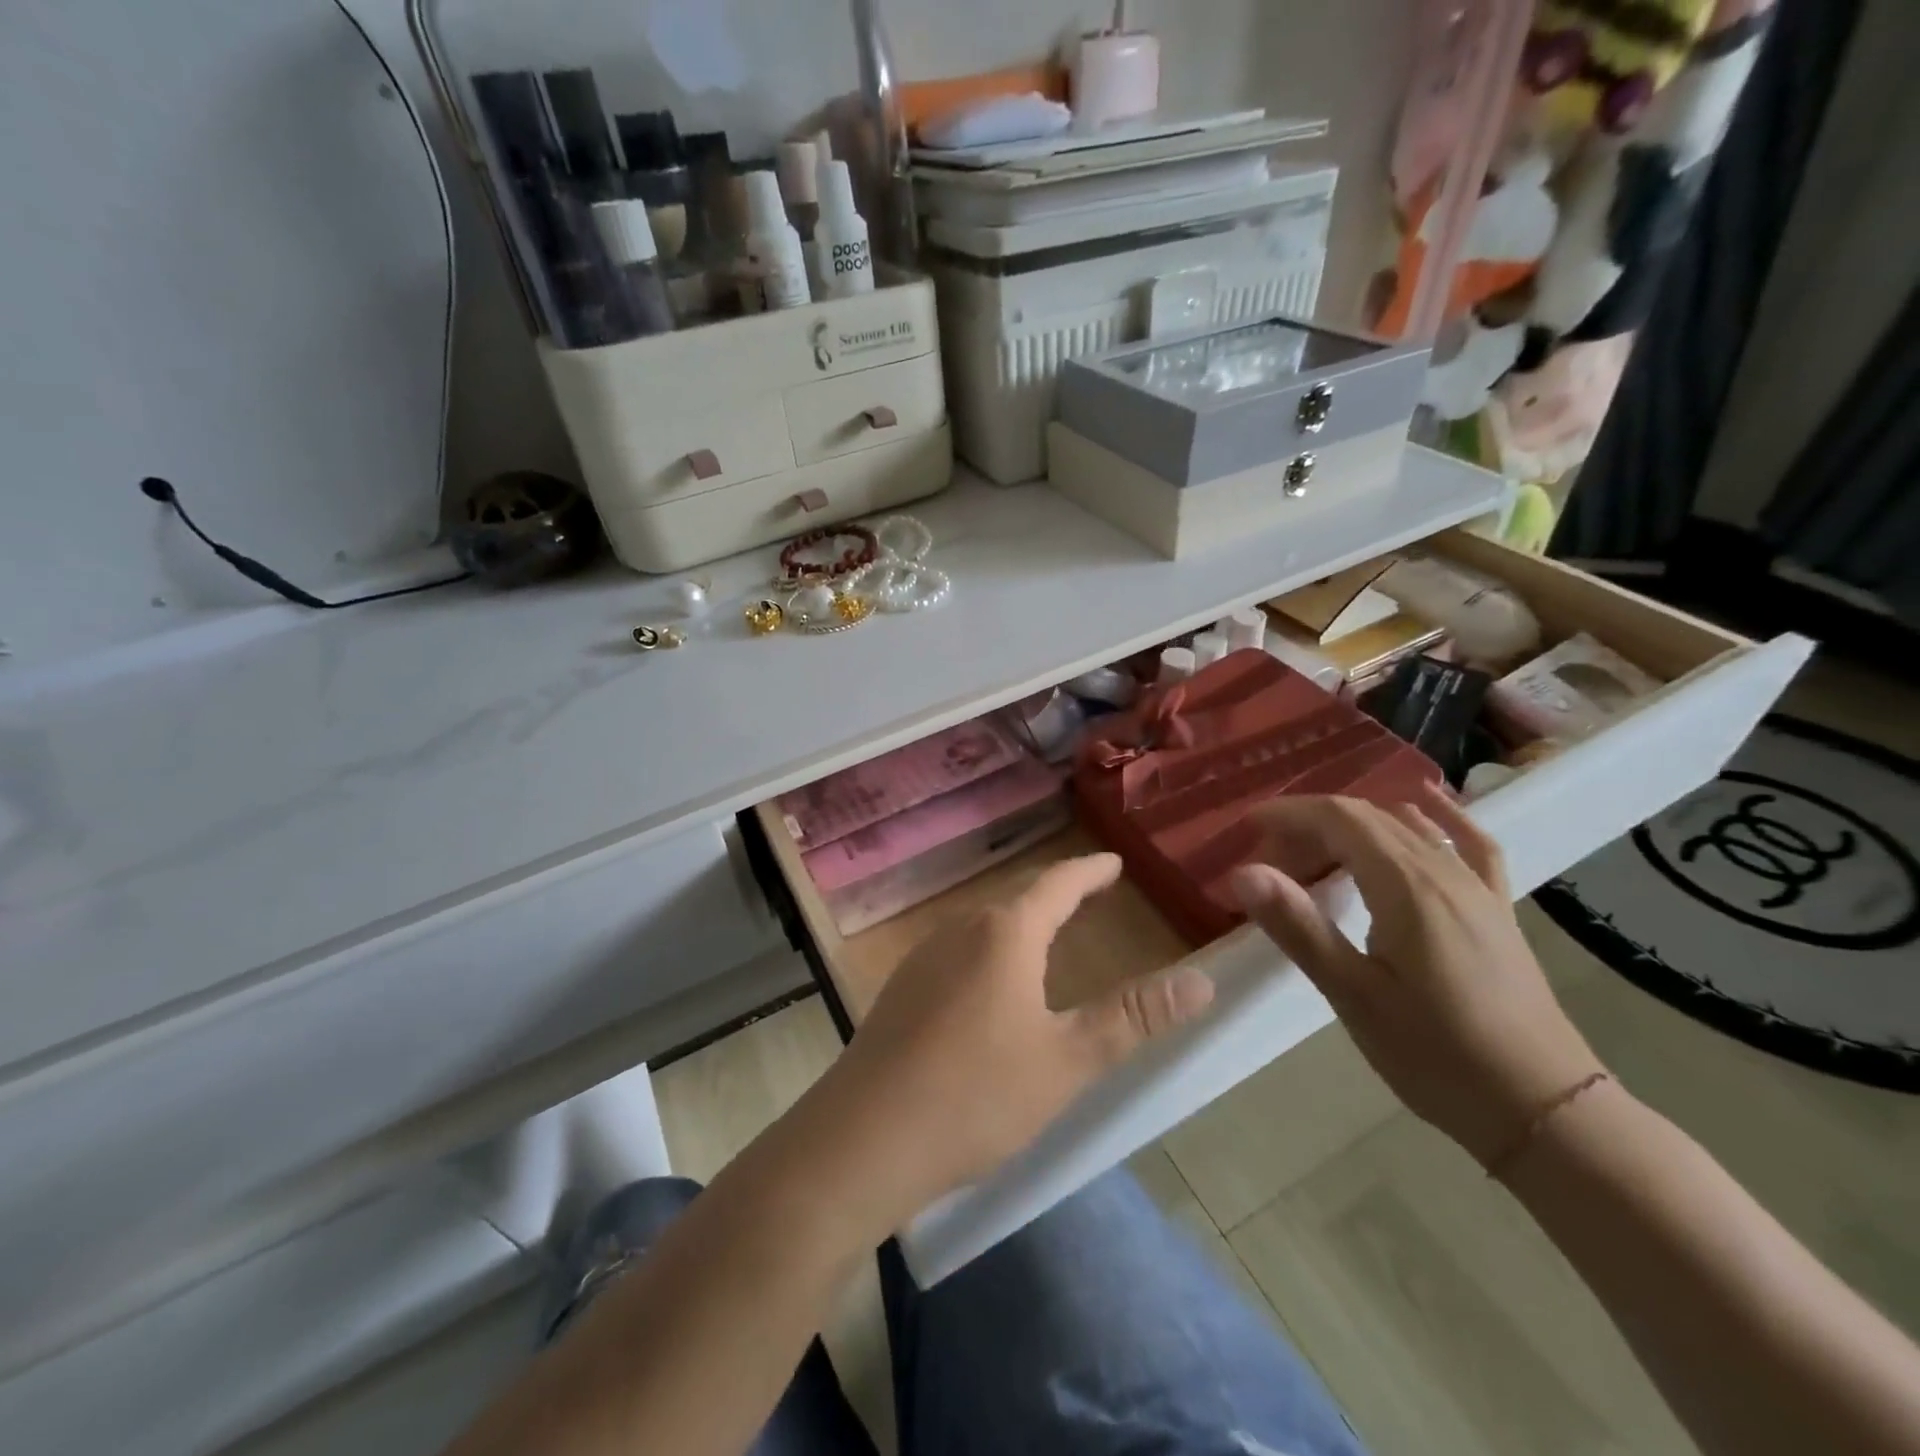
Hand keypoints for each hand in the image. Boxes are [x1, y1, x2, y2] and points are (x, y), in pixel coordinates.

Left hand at [814, 853, 1213, 1220]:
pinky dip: (991, 952)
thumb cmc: (976, 1094)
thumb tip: (1201, 981)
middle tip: (1089, 894)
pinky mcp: (901, 991)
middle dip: (1057, 896)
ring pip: (984, 927)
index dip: (1089, 872)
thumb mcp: (1067, 1061)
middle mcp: (960, 931)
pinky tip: (990, 985)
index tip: (1113, 863)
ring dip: (1020, 924)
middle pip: (1017, 901)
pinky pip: (958, 953)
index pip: (1056, 885)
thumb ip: (1133, 1018)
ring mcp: (923, 959)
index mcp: (1003, 934)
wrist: (864, 1139)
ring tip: (1047, 934)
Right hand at [1230, 786, 1602, 1168]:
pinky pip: (1469, 844)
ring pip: (1407, 828)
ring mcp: (1476, 888)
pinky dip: (1440, 817)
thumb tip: (1244, 871)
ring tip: (1315, 856)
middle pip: (1369, 818)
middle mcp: (1444, 871)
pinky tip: (1426, 803)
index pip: (1339, 819)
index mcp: (1406, 887)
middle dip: (1311, 826)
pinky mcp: (1495, 908)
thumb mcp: (1353, 994)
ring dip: (1354, 828)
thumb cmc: (1437, 1055)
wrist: (1544, 1109)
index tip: (1247, 827)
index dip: (1289, 813)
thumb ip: (1298, 926)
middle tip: (1271, 862)